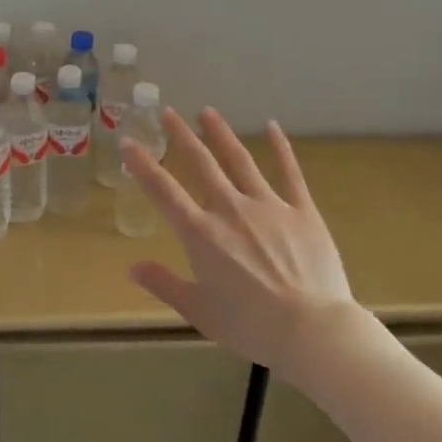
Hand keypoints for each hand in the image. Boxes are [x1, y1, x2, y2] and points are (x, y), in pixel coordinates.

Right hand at [122, 108, 377, 373]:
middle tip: (167, 112)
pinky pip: (290, 173)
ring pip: (239, 160)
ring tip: (207, 112)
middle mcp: (230, 210)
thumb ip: (164, 284)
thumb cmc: (250, 326)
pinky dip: (280, 148)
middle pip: (201, 164)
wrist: (312, 330)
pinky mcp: (302, 211)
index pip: (163, 191)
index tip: (128, 143)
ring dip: (221, 134)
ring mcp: (268, 206)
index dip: (143, 165)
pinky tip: (272, 127)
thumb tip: (132, 267)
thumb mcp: (198, 311)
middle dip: (181, 136)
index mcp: (200, 234)